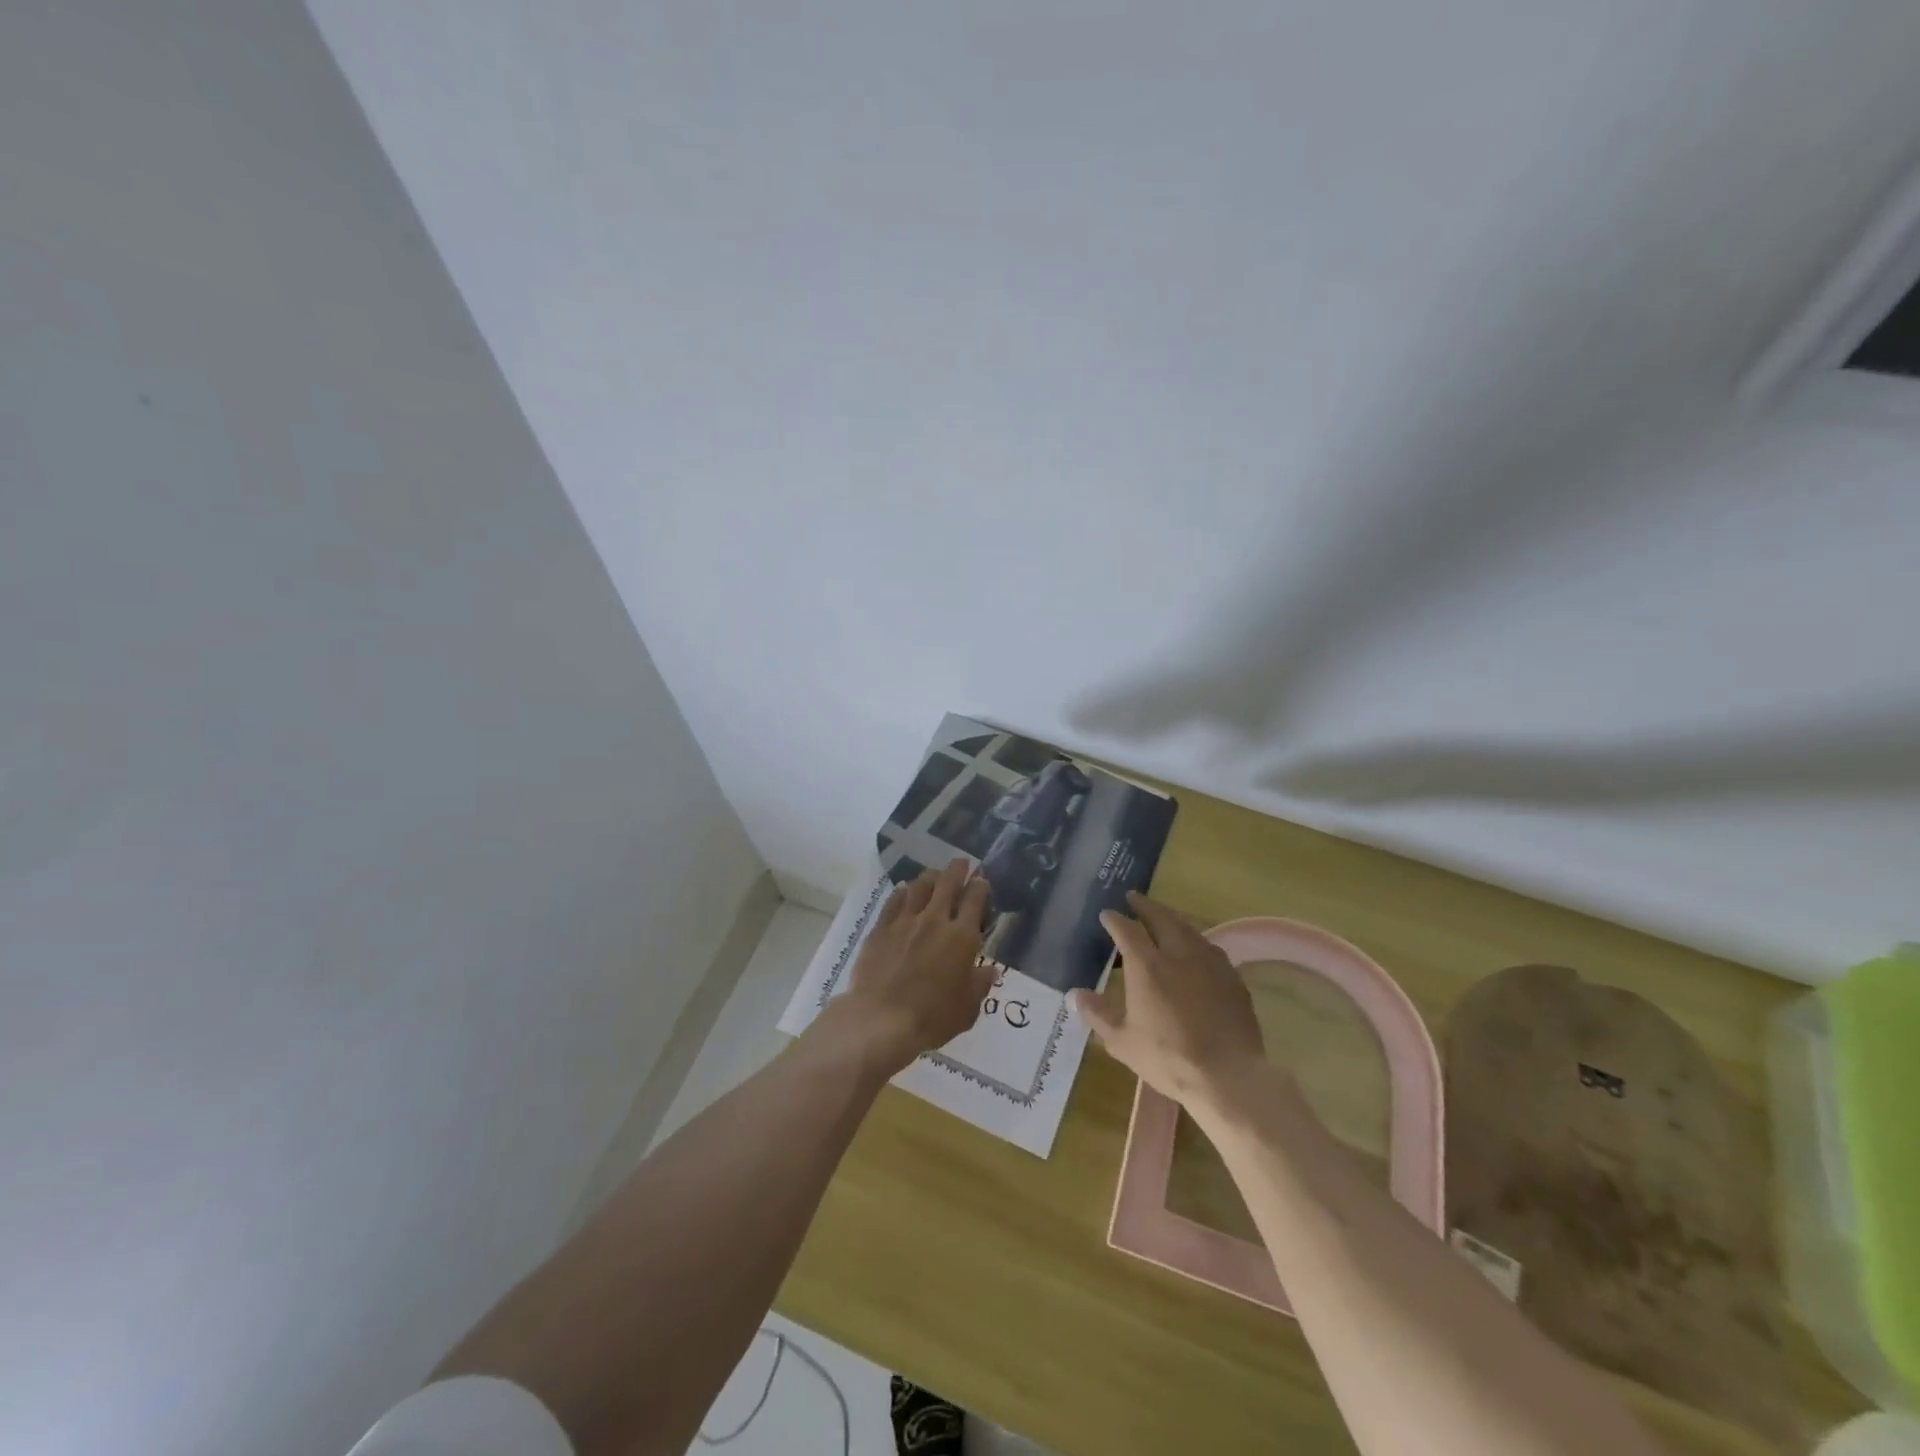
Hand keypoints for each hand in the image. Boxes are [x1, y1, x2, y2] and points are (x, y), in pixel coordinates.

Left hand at [820, 859, 994, 1076]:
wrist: (881, 1019)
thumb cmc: (931, 1017)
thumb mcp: (967, 1009)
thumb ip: (979, 984)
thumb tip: (989, 970)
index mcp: (962, 937)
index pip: (975, 899)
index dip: (980, 886)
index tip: (981, 880)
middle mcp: (935, 920)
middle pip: (947, 883)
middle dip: (957, 869)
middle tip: (961, 863)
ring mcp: (905, 921)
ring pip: (919, 886)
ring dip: (930, 876)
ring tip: (934, 874)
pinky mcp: (881, 928)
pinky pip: (894, 901)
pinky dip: (902, 892)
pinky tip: (904, 891)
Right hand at [1070, 892, 1266, 1112]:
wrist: (1229, 1076)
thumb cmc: (1169, 1058)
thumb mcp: (1123, 1042)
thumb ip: (1098, 1014)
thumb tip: (1075, 995)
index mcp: (1147, 966)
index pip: (1126, 930)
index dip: (1114, 919)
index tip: (1106, 914)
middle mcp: (1178, 954)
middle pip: (1160, 918)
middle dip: (1145, 905)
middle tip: (1134, 897)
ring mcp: (1209, 963)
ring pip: (1188, 928)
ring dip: (1171, 918)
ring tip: (1163, 916)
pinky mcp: (1232, 977)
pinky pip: (1209, 947)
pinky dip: (1195, 939)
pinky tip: (1195, 948)